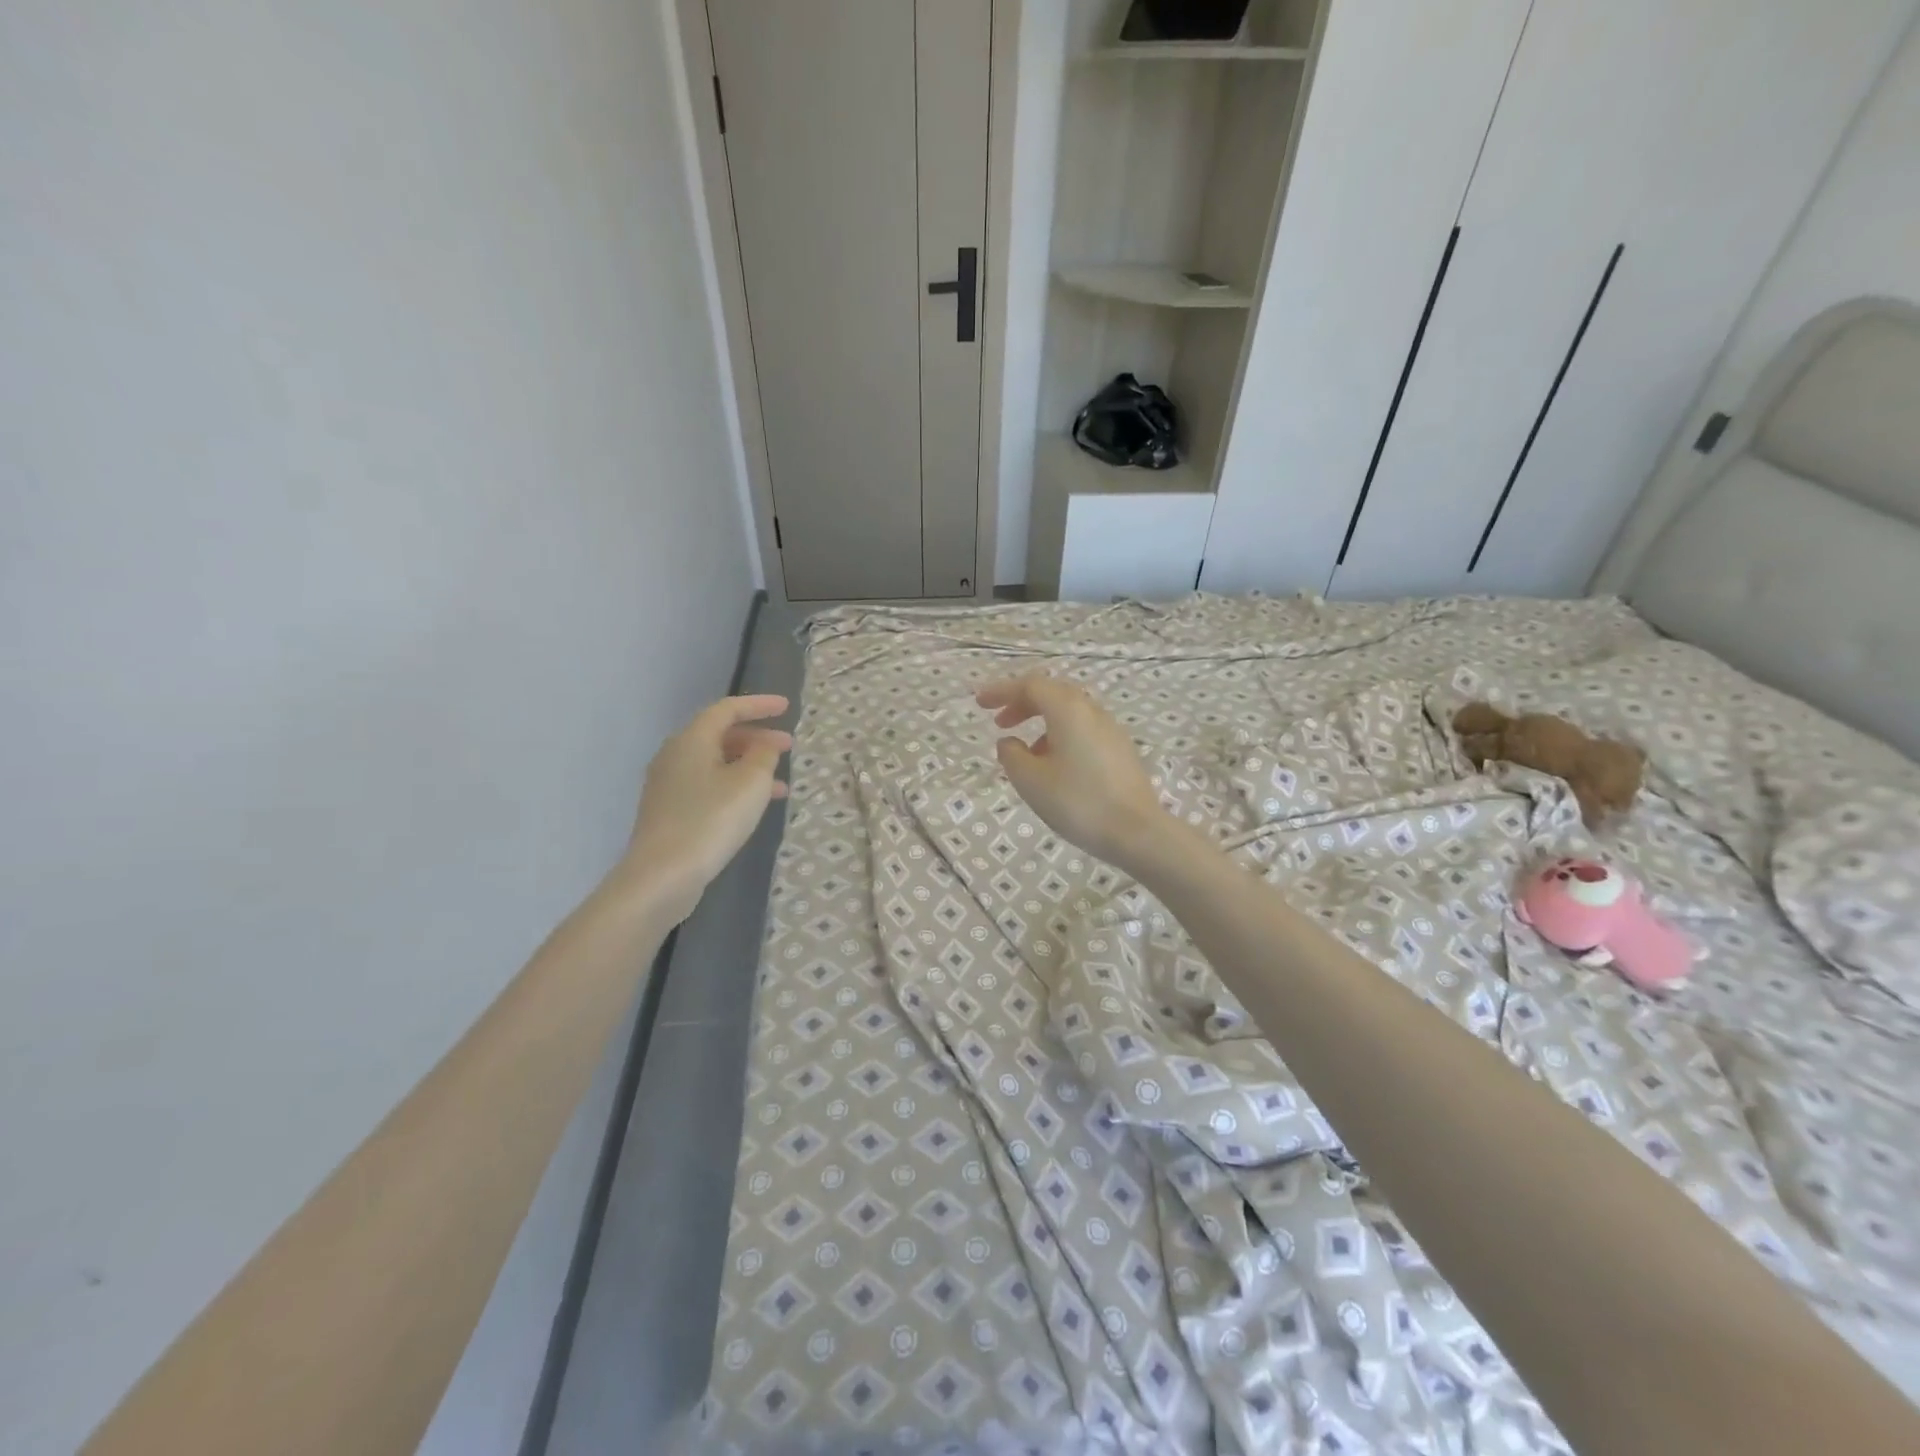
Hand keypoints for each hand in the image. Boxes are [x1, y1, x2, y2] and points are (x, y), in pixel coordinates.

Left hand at [623, 694, 790, 914]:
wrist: (662, 875)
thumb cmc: (711, 820)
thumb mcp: (751, 782)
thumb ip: (764, 755)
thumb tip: (765, 744)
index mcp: (692, 739)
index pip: (727, 709)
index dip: (759, 705)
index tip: (787, 707)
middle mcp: (675, 755)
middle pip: (719, 735)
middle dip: (756, 738)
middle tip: (787, 746)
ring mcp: (668, 785)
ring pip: (716, 763)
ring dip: (749, 767)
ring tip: (781, 784)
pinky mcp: (669, 811)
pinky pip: (708, 785)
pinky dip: (734, 787)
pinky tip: (754, 807)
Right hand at [976, 674, 1166, 870]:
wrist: (1137, 832)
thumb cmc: (1078, 802)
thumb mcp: (1031, 781)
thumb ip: (1012, 755)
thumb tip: (1010, 742)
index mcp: (1068, 710)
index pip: (1030, 685)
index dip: (1001, 691)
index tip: (980, 703)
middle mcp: (1091, 711)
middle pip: (1052, 693)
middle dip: (1022, 703)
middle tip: (1000, 722)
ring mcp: (1110, 730)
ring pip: (1070, 713)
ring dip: (1042, 722)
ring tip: (1025, 753)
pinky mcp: (1120, 750)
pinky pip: (1083, 730)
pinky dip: (1061, 736)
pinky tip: (1054, 766)